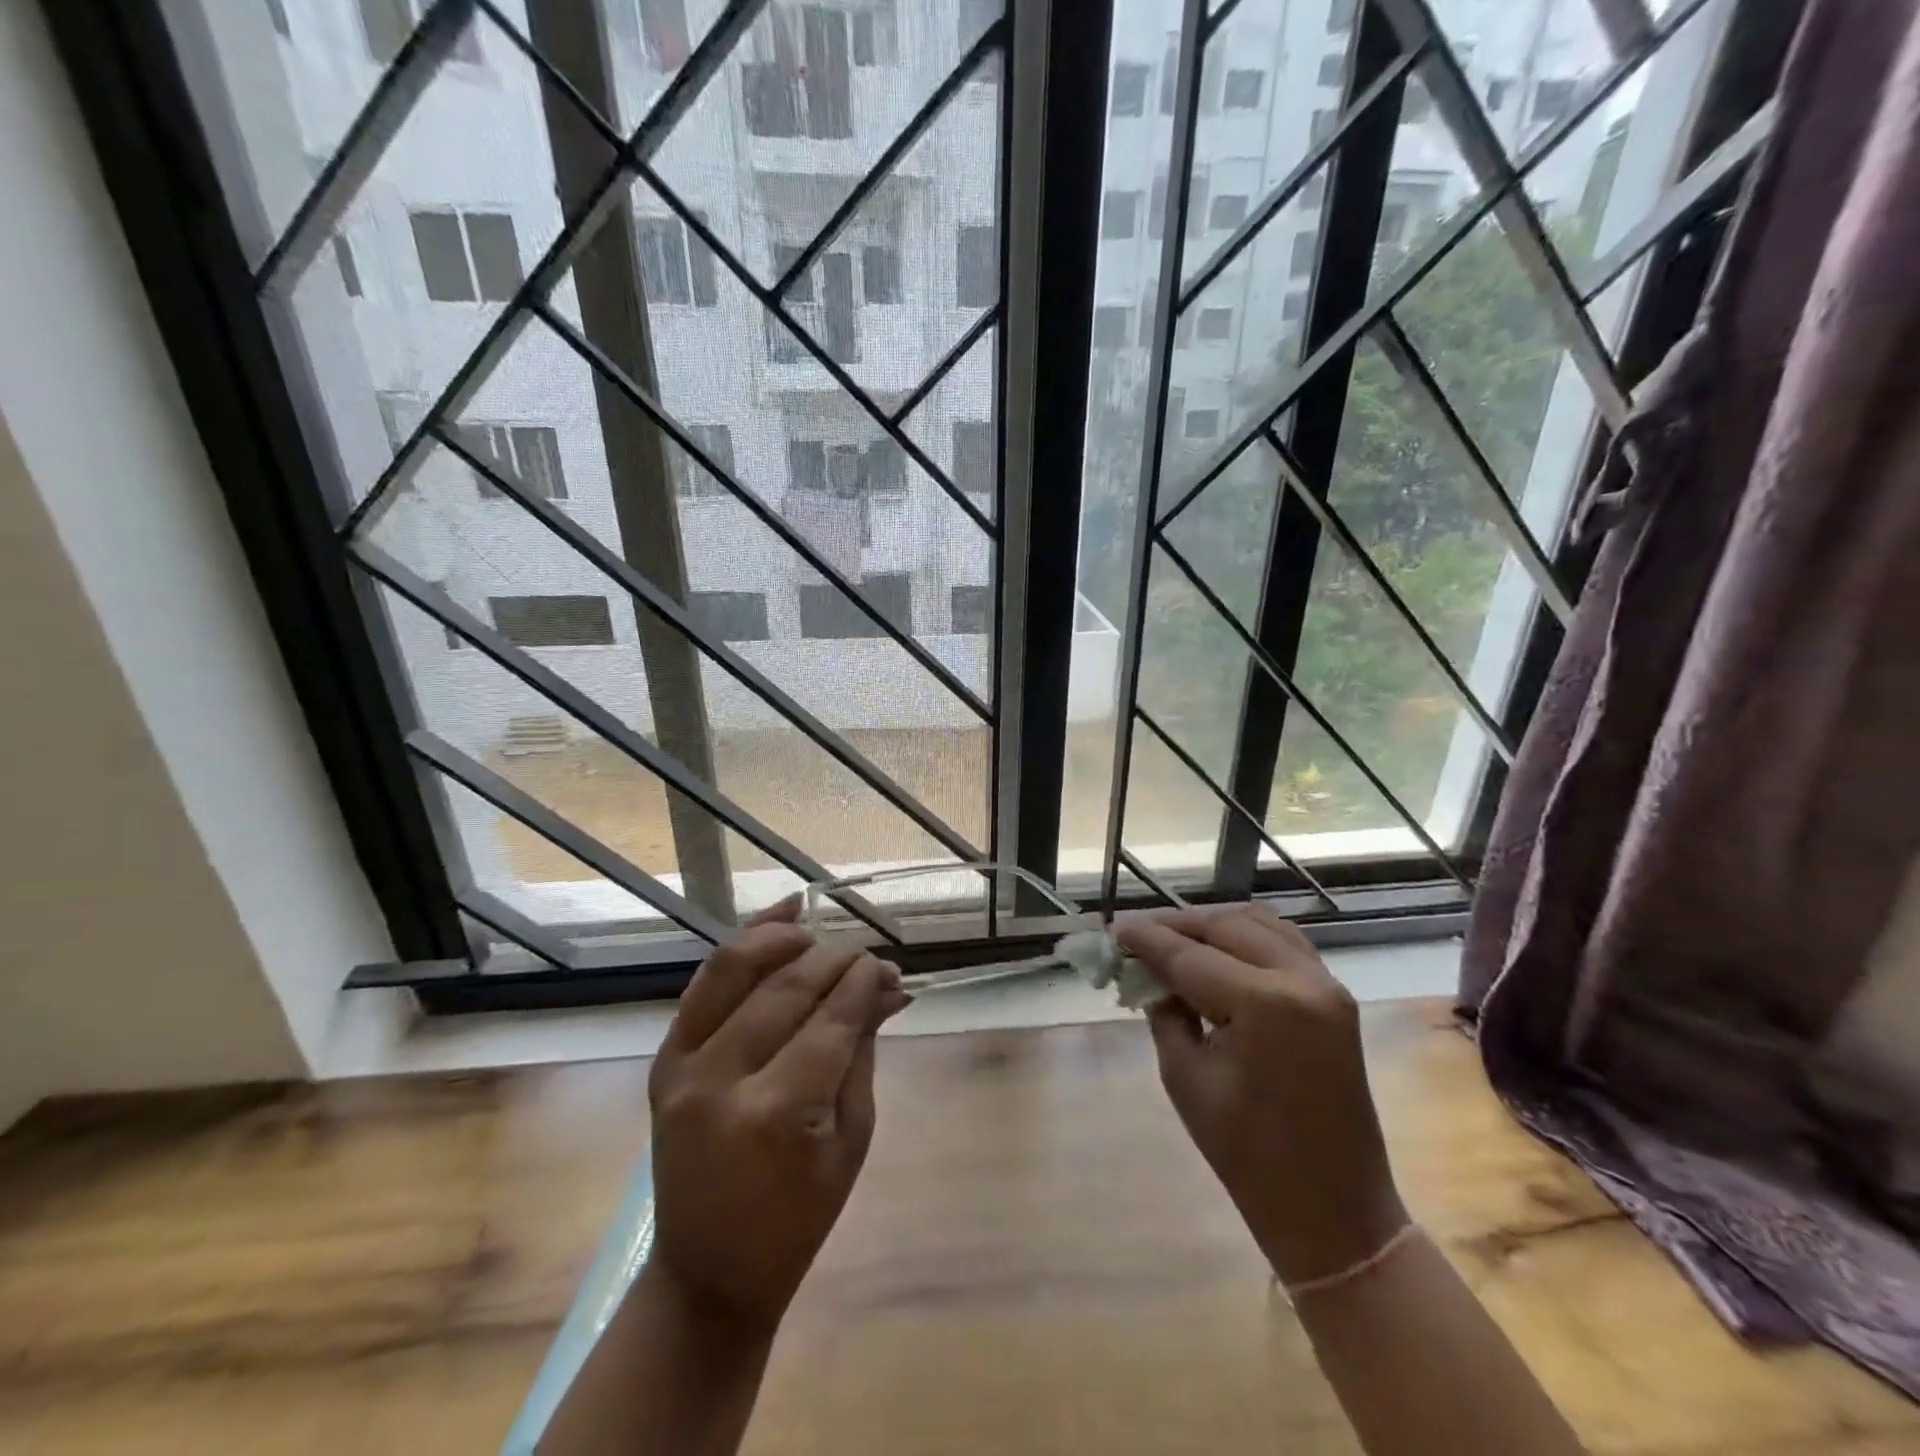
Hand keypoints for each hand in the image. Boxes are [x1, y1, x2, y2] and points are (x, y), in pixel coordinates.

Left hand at [644, 902, 909, 1331]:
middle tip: (867, 955)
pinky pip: (703, 985)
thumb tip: (885, 988)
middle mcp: (721, 1080)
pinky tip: (778, 919)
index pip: (830, 1021)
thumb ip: (861, 1053)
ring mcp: (682, 1066)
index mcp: (776, 1113)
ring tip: (818, 931)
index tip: (887, 966)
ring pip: (733, 969)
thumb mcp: (850, 1140)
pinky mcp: (664, 1061)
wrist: (707, 1272)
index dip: (863, 984)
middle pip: (787, 989)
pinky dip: (741, 944)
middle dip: (835, 960)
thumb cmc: (797, 1219)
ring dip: (782, 939)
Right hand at [1118, 904, 1407, 1286]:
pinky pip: (1285, 943)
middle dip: (1177, 926)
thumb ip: (1165, 1013)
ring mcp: (1327, 985)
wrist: (1333, 1211)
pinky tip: (1219, 951)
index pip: (1190, 955)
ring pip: (1259, 924)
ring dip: (1213, 926)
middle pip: (1226, 927)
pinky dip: (1247, 937)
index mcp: (1264, 1005)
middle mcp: (1301, 980)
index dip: (1147, 940)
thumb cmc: (1248, 1156)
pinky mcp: (1336, 997)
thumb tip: (1150, 975)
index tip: (1114, 928)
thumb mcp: (1186, 1079)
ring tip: (1175, 940)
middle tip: (1138, 936)